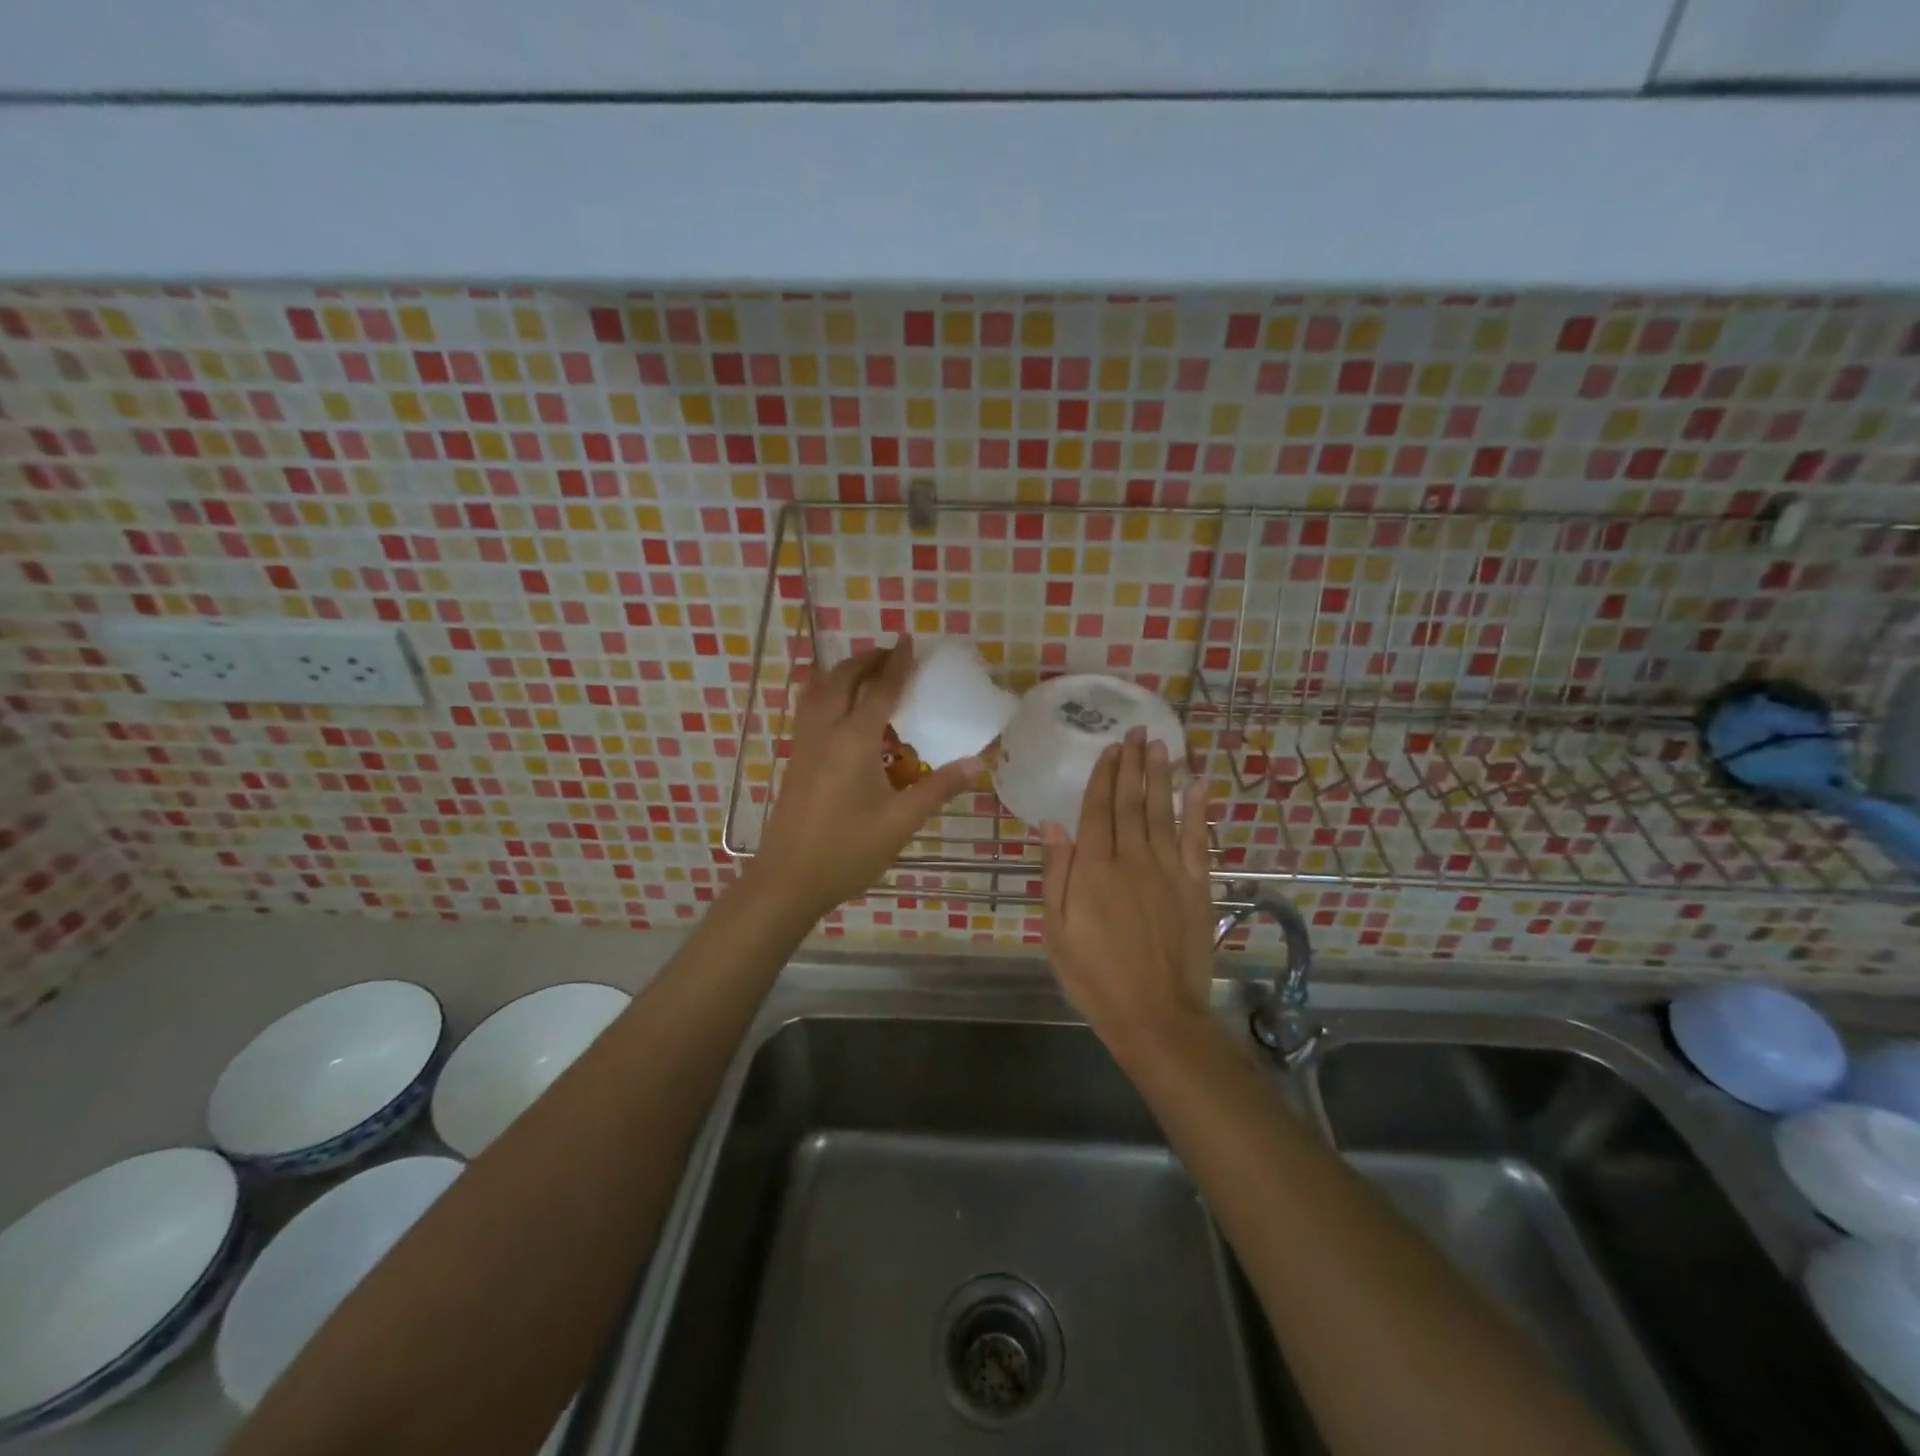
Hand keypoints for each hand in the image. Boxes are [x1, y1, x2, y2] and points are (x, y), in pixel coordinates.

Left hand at [748, 637, 981, 922]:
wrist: (788, 880)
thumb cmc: (848, 850)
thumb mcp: (901, 822)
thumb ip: (938, 788)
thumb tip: (977, 763)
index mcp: (854, 740)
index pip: (880, 689)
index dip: (897, 664)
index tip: (909, 640)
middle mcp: (825, 731)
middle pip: (843, 678)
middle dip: (868, 660)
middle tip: (892, 655)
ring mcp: (804, 744)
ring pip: (819, 689)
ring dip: (843, 672)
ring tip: (867, 673)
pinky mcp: (795, 759)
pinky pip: (809, 709)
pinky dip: (825, 692)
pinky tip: (835, 707)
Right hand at [1040, 729, 1215, 1054]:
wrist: (1154, 1014)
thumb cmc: (1094, 976)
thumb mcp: (1056, 930)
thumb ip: (1055, 873)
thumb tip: (1052, 824)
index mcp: (1093, 868)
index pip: (1097, 809)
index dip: (1102, 776)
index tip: (1108, 748)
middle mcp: (1131, 858)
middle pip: (1130, 802)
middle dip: (1131, 764)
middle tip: (1135, 731)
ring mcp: (1168, 871)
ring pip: (1162, 812)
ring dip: (1160, 776)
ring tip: (1160, 745)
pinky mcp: (1196, 887)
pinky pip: (1197, 840)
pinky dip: (1197, 810)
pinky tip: (1198, 785)